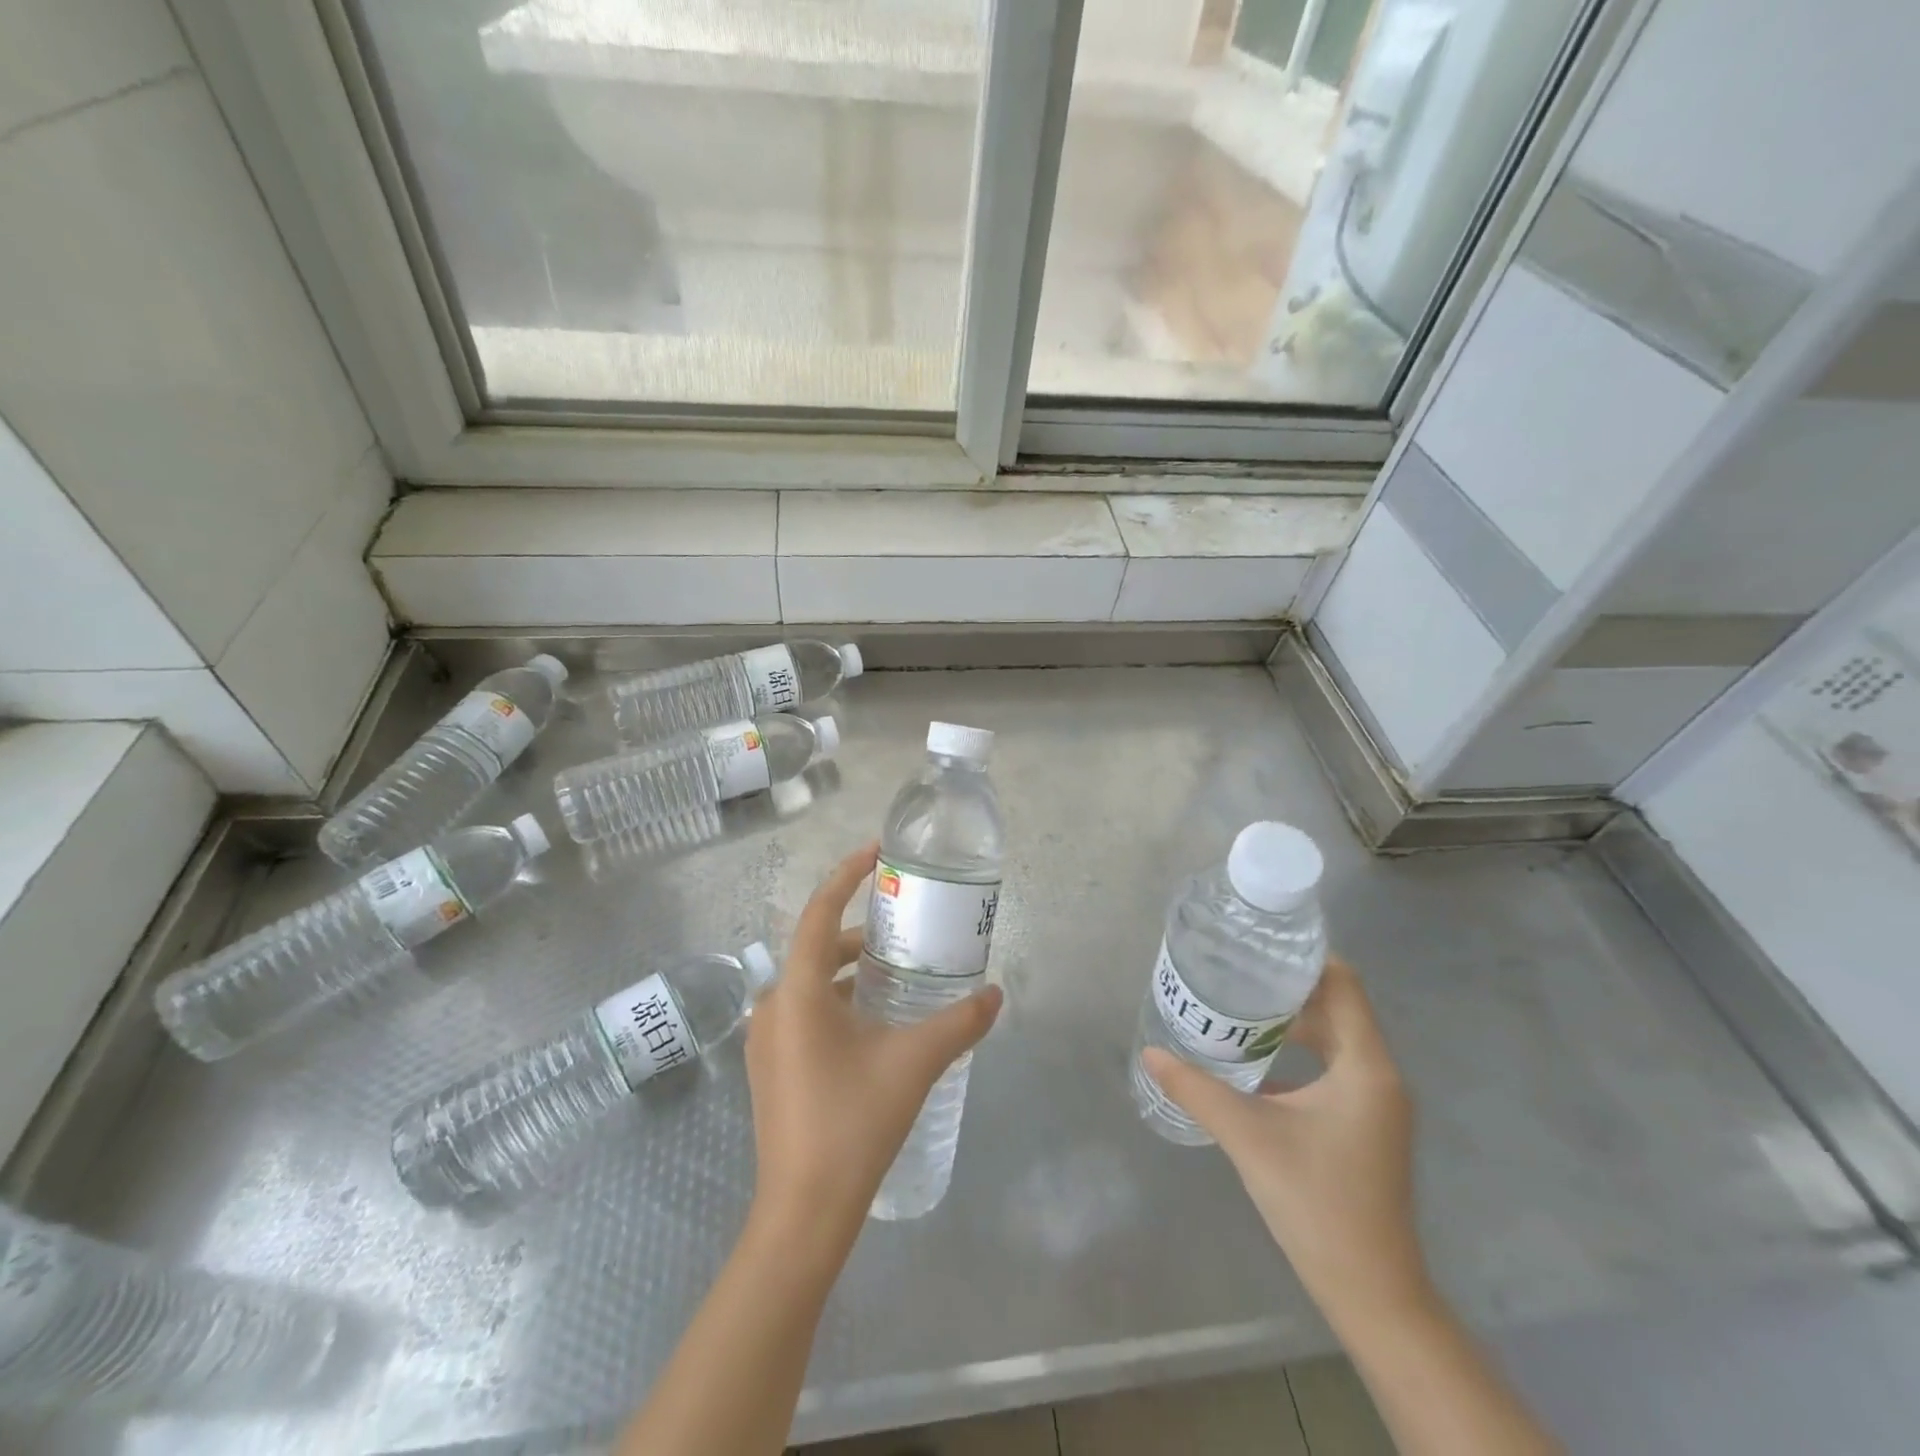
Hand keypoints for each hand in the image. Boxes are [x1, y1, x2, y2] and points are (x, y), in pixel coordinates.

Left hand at [744, 842, 1002, 1248]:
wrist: (803, 1213)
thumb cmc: (854, 1125)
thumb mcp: (914, 1064)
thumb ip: (959, 1023)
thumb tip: (996, 994)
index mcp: (797, 993)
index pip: (818, 912)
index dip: (846, 875)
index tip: (876, 851)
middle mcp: (772, 1006)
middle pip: (815, 946)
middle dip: (858, 931)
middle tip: (902, 926)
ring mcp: (766, 1039)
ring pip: (810, 981)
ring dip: (848, 969)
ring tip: (895, 971)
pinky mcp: (771, 1066)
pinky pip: (804, 1010)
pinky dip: (837, 999)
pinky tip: (873, 1021)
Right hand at [1141, 959, 1427, 1332]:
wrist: (1371, 1293)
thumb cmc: (1317, 1203)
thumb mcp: (1249, 1137)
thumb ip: (1197, 1089)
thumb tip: (1151, 1054)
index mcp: (1366, 1068)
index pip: (1344, 986)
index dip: (1306, 959)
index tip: (1259, 946)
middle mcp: (1379, 1077)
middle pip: (1338, 1008)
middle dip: (1289, 987)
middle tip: (1237, 972)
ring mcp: (1376, 1104)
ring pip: (1336, 1040)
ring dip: (1294, 1021)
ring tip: (1241, 1007)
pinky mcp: (1366, 1126)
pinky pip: (1334, 1068)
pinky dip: (1301, 1052)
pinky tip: (1258, 1060)